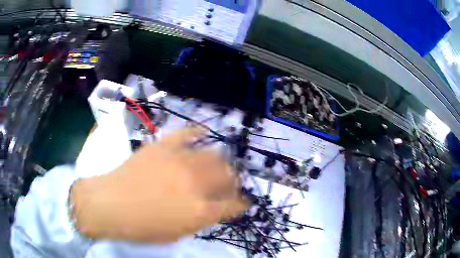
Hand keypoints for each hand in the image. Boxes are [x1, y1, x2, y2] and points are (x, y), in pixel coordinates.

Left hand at [71, 127, 247, 242]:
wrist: (110, 204)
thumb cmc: (142, 227)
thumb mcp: (177, 234)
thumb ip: (200, 220)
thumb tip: (214, 208)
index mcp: (200, 211)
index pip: (234, 205)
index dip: (241, 204)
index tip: (242, 203)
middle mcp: (196, 183)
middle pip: (227, 176)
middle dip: (233, 181)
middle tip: (228, 185)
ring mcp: (180, 161)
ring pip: (213, 155)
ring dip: (221, 162)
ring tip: (217, 165)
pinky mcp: (164, 146)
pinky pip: (186, 133)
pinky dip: (197, 133)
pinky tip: (202, 134)